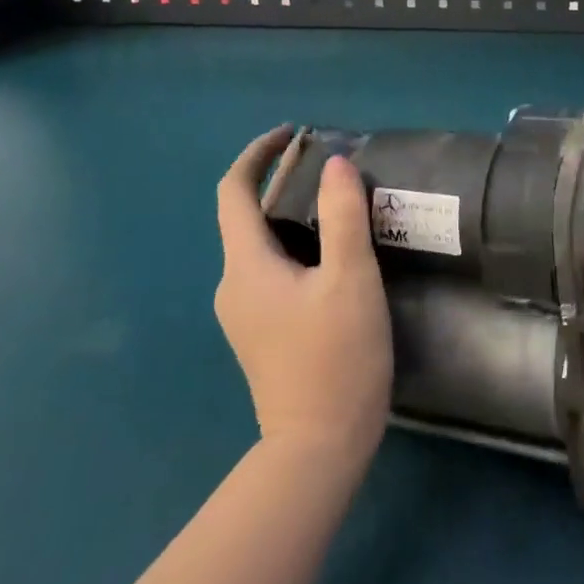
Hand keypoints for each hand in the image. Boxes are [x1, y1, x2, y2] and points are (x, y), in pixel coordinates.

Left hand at [215, 128, 393, 467]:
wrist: (318, 450)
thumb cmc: (335, 358)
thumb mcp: (350, 279)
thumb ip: (343, 216)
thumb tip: (336, 164)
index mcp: (246, 265)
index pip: (233, 191)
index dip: (257, 154)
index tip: (292, 133)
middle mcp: (233, 284)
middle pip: (247, 215)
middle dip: (282, 182)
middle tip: (331, 168)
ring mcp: (244, 313)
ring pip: (262, 244)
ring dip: (292, 214)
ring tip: (339, 204)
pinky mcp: (261, 332)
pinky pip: (272, 269)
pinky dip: (295, 244)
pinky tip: (333, 254)